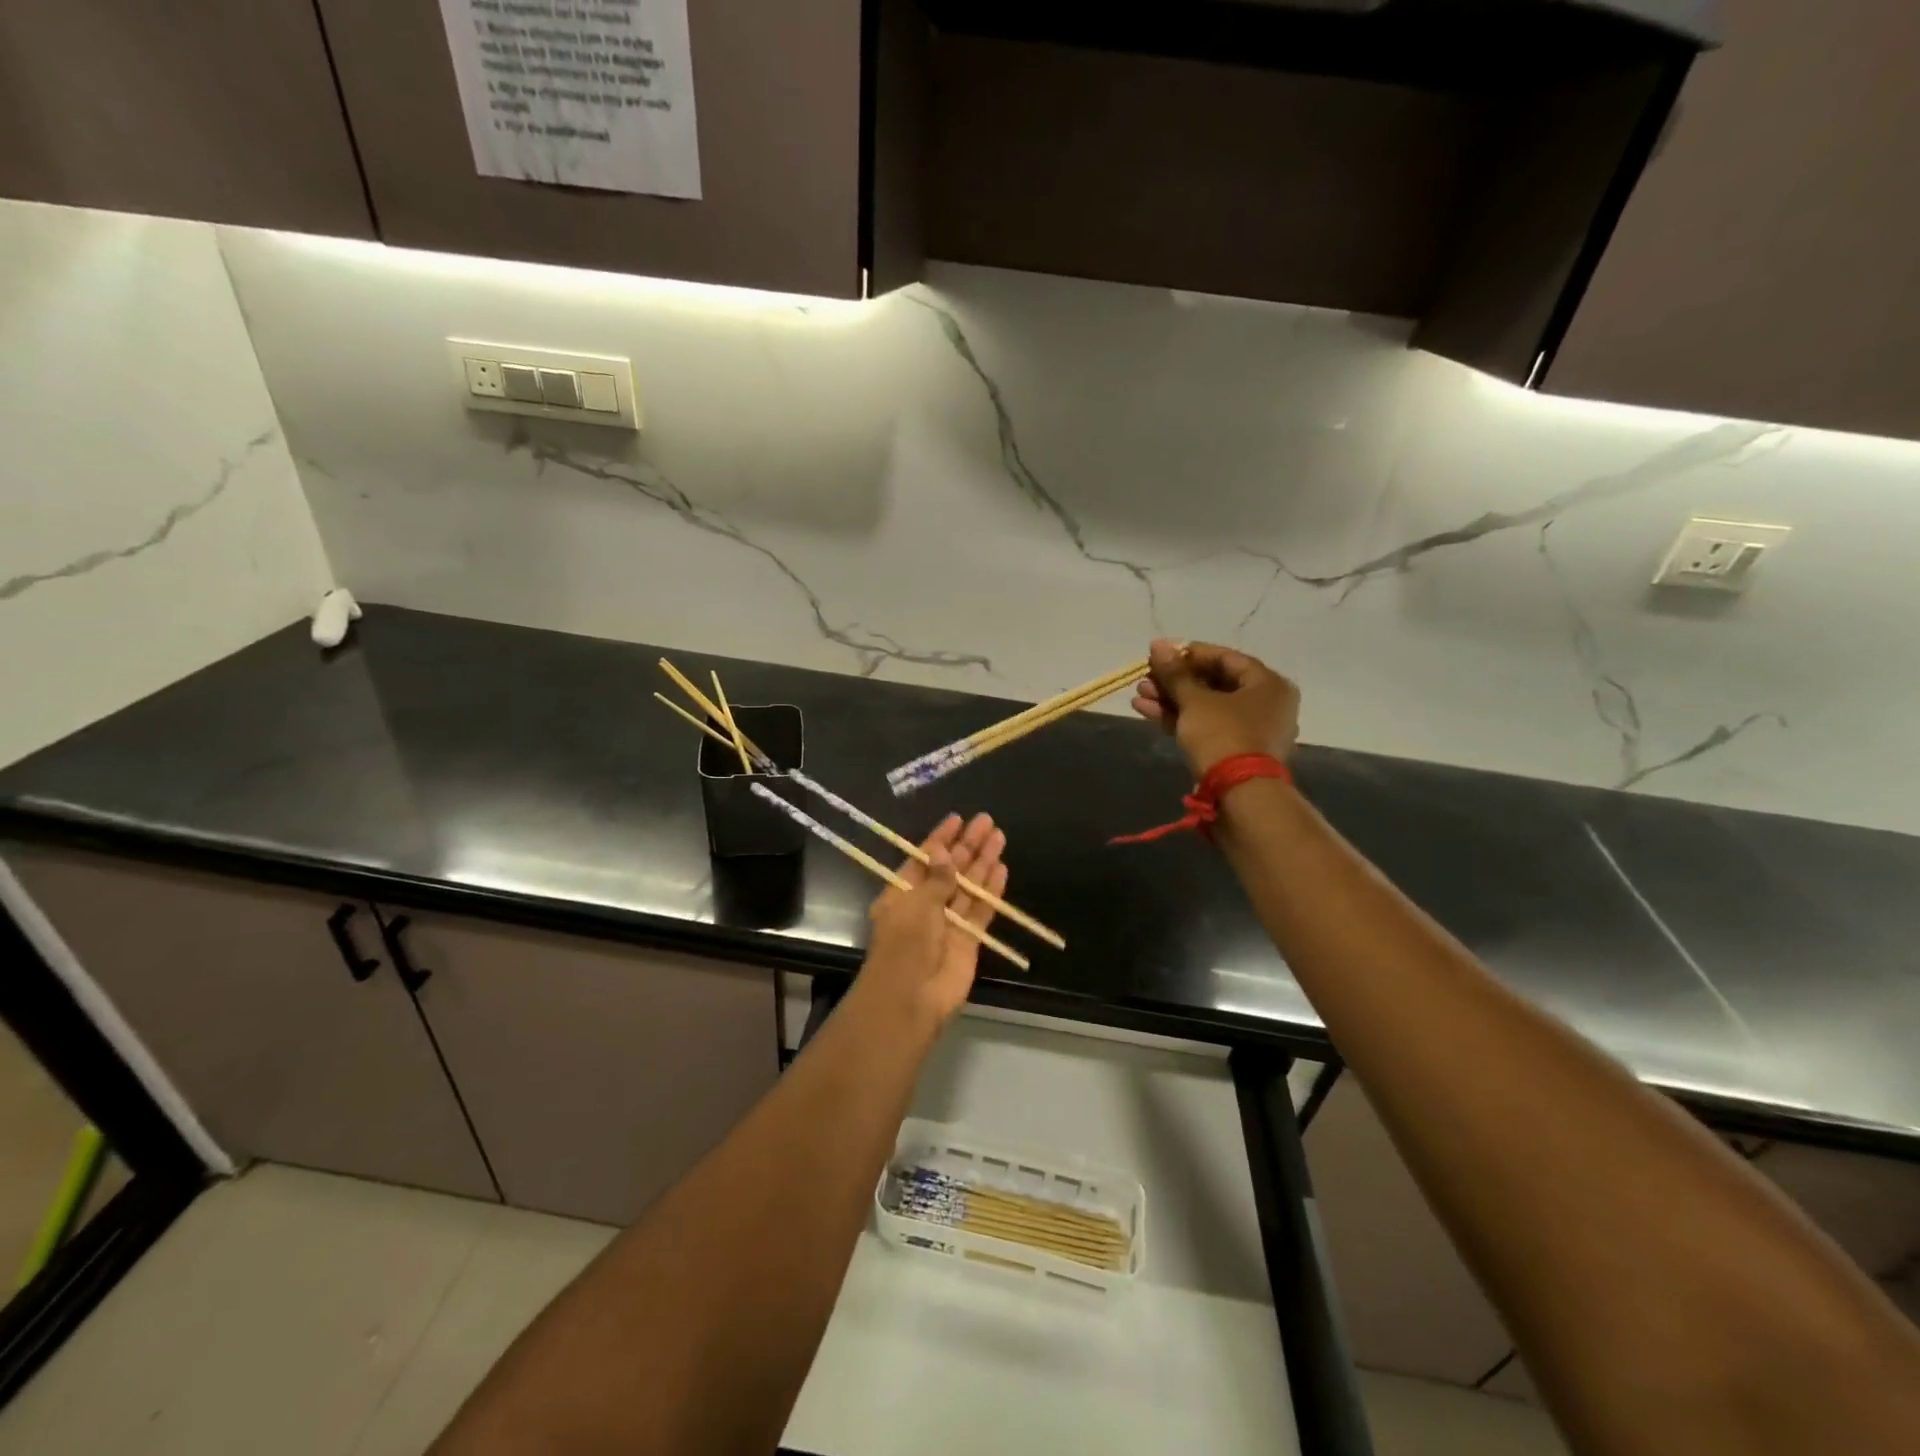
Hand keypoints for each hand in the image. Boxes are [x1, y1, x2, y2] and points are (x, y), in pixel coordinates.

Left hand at [861, 812, 1007, 1027]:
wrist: (911, 998)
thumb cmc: (905, 944)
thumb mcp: (917, 903)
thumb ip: (937, 878)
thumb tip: (944, 850)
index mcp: (902, 894)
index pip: (924, 859)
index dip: (940, 839)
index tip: (958, 818)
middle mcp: (925, 905)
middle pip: (950, 869)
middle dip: (967, 846)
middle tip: (987, 821)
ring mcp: (947, 923)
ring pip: (968, 887)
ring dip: (982, 862)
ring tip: (999, 837)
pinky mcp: (968, 941)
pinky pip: (981, 910)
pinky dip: (991, 891)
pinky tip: (1001, 869)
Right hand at [1131, 638, 1299, 776]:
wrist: (1240, 796)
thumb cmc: (1224, 736)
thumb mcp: (1195, 701)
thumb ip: (1175, 673)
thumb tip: (1157, 645)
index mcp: (1268, 684)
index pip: (1225, 658)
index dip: (1189, 654)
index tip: (1159, 653)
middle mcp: (1266, 704)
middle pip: (1213, 683)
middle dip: (1174, 681)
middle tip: (1145, 677)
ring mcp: (1251, 731)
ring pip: (1206, 708)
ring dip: (1171, 700)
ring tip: (1139, 696)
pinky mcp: (1235, 753)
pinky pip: (1206, 728)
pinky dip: (1180, 719)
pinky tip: (1147, 712)